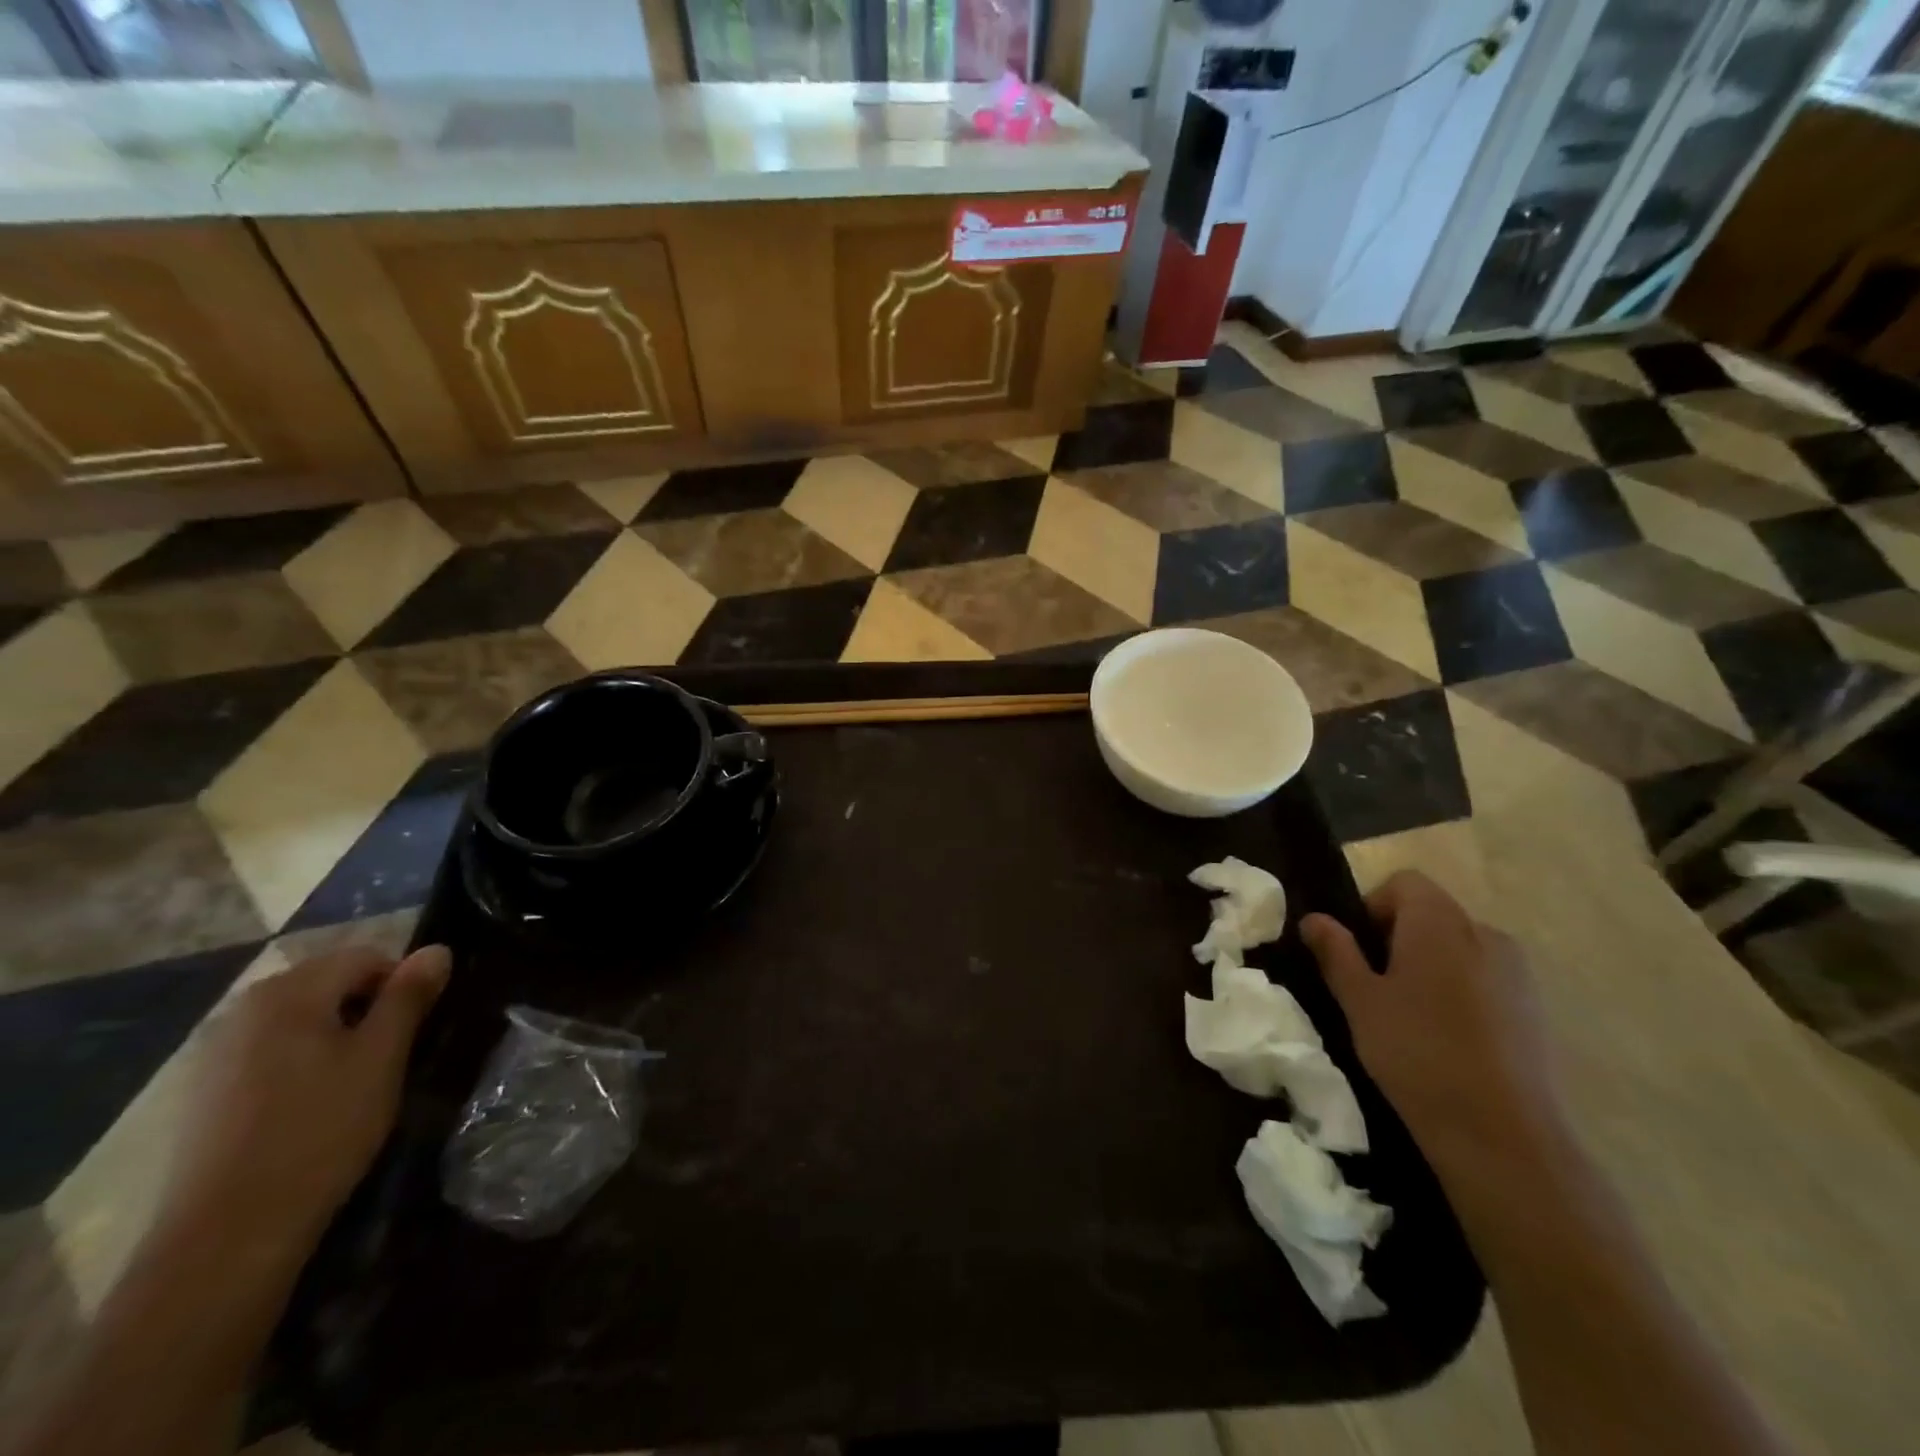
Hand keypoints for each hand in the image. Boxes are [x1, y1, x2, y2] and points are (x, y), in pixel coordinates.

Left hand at [159, 944, 450, 1260]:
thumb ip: (409, 997)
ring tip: (355, 1083)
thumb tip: (437, 949)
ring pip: (299, 1020)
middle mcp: (244, 1008)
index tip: (417, 1029)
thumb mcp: (382, 1058)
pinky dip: (300, 1063)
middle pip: (328, 984)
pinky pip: (269, 1052)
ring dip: (335, 1036)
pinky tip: (311, 1106)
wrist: (227, 1234)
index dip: (403, 985)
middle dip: (367, 1009)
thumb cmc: (321, 1131)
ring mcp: (215, 1051)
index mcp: (289, 992)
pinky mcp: (203, 1092)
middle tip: (391, 1056)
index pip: (366, 958)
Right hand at [1300, 872, 1563, 1161]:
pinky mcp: (1535, 1009)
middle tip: (1373, 984)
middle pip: (1432, 912)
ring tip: (1409, 1014)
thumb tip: (1314, 918)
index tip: (1356, 950)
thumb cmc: (1417, 1053)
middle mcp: (1485, 934)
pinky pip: (1485, 978)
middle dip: (1398, 936)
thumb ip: (1336, 952)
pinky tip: (1446, 1037)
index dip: (1372, 906)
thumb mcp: (1359, 1001)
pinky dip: (1459, 990)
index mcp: (1440, 923)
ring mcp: (1517, 972)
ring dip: (1429, 963)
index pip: (1404, 883)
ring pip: (1459, 947)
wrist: (1503, 1136)